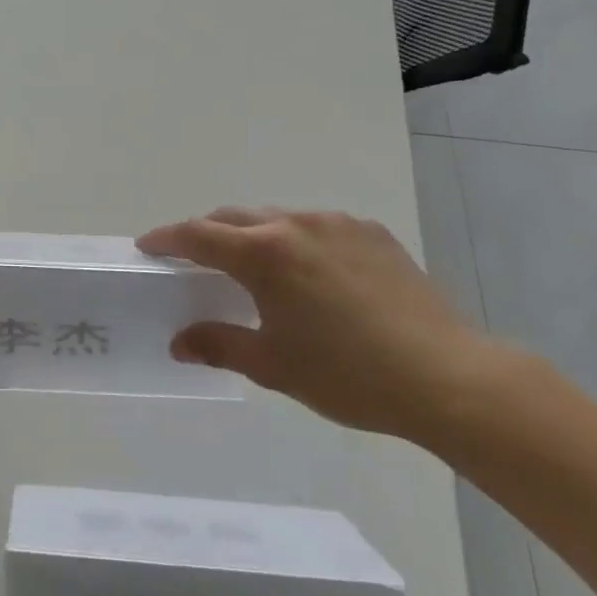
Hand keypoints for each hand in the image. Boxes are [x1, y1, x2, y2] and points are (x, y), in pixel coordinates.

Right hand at [138, 207, 505, 440]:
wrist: (448, 377)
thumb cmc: (348, 375)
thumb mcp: (273, 365)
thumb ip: (218, 345)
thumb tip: (180, 342)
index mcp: (265, 253)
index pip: (198, 234)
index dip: (167, 239)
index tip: (148, 246)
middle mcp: (296, 224)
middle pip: (234, 218)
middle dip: (207, 234)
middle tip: (194, 260)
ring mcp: (338, 223)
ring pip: (278, 218)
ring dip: (255, 235)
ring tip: (256, 268)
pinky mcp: (372, 233)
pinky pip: (318, 227)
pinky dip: (298, 240)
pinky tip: (313, 275)